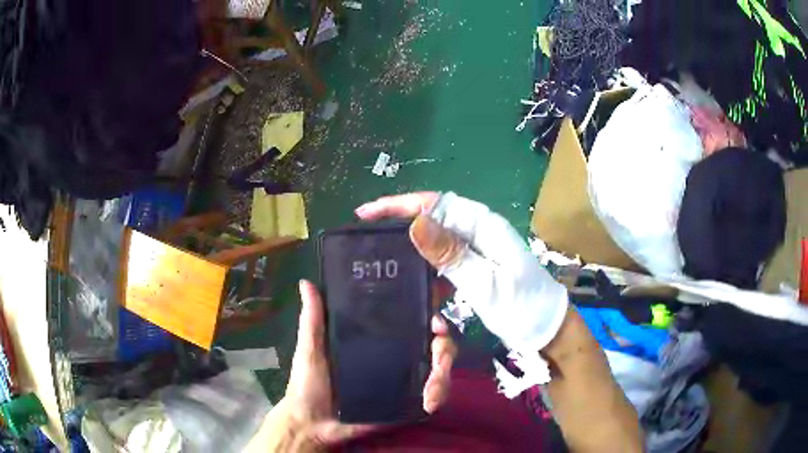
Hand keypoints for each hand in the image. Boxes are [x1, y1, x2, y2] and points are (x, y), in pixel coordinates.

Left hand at [274, 280, 456, 447]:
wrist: (312, 424)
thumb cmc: (308, 384)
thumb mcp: (310, 349)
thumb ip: (312, 320)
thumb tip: (306, 282)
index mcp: (377, 338)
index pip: (413, 319)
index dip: (431, 316)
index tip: (435, 322)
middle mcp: (396, 355)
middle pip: (435, 343)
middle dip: (445, 349)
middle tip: (439, 360)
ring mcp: (404, 379)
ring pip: (440, 368)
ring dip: (444, 377)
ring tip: (430, 395)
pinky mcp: (407, 401)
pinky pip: (434, 394)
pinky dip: (439, 395)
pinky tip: (429, 404)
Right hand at [356, 192, 568, 353]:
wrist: (546, 329)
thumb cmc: (521, 306)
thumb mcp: (484, 283)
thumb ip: (450, 254)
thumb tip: (414, 222)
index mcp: (483, 225)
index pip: (434, 204)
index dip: (397, 205)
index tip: (365, 214)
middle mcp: (478, 230)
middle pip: (431, 218)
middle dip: (398, 224)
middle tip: (367, 238)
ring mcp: (477, 249)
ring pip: (435, 241)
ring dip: (412, 253)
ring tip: (384, 262)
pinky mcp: (475, 267)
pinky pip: (443, 262)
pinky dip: (427, 274)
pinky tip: (415, 288)